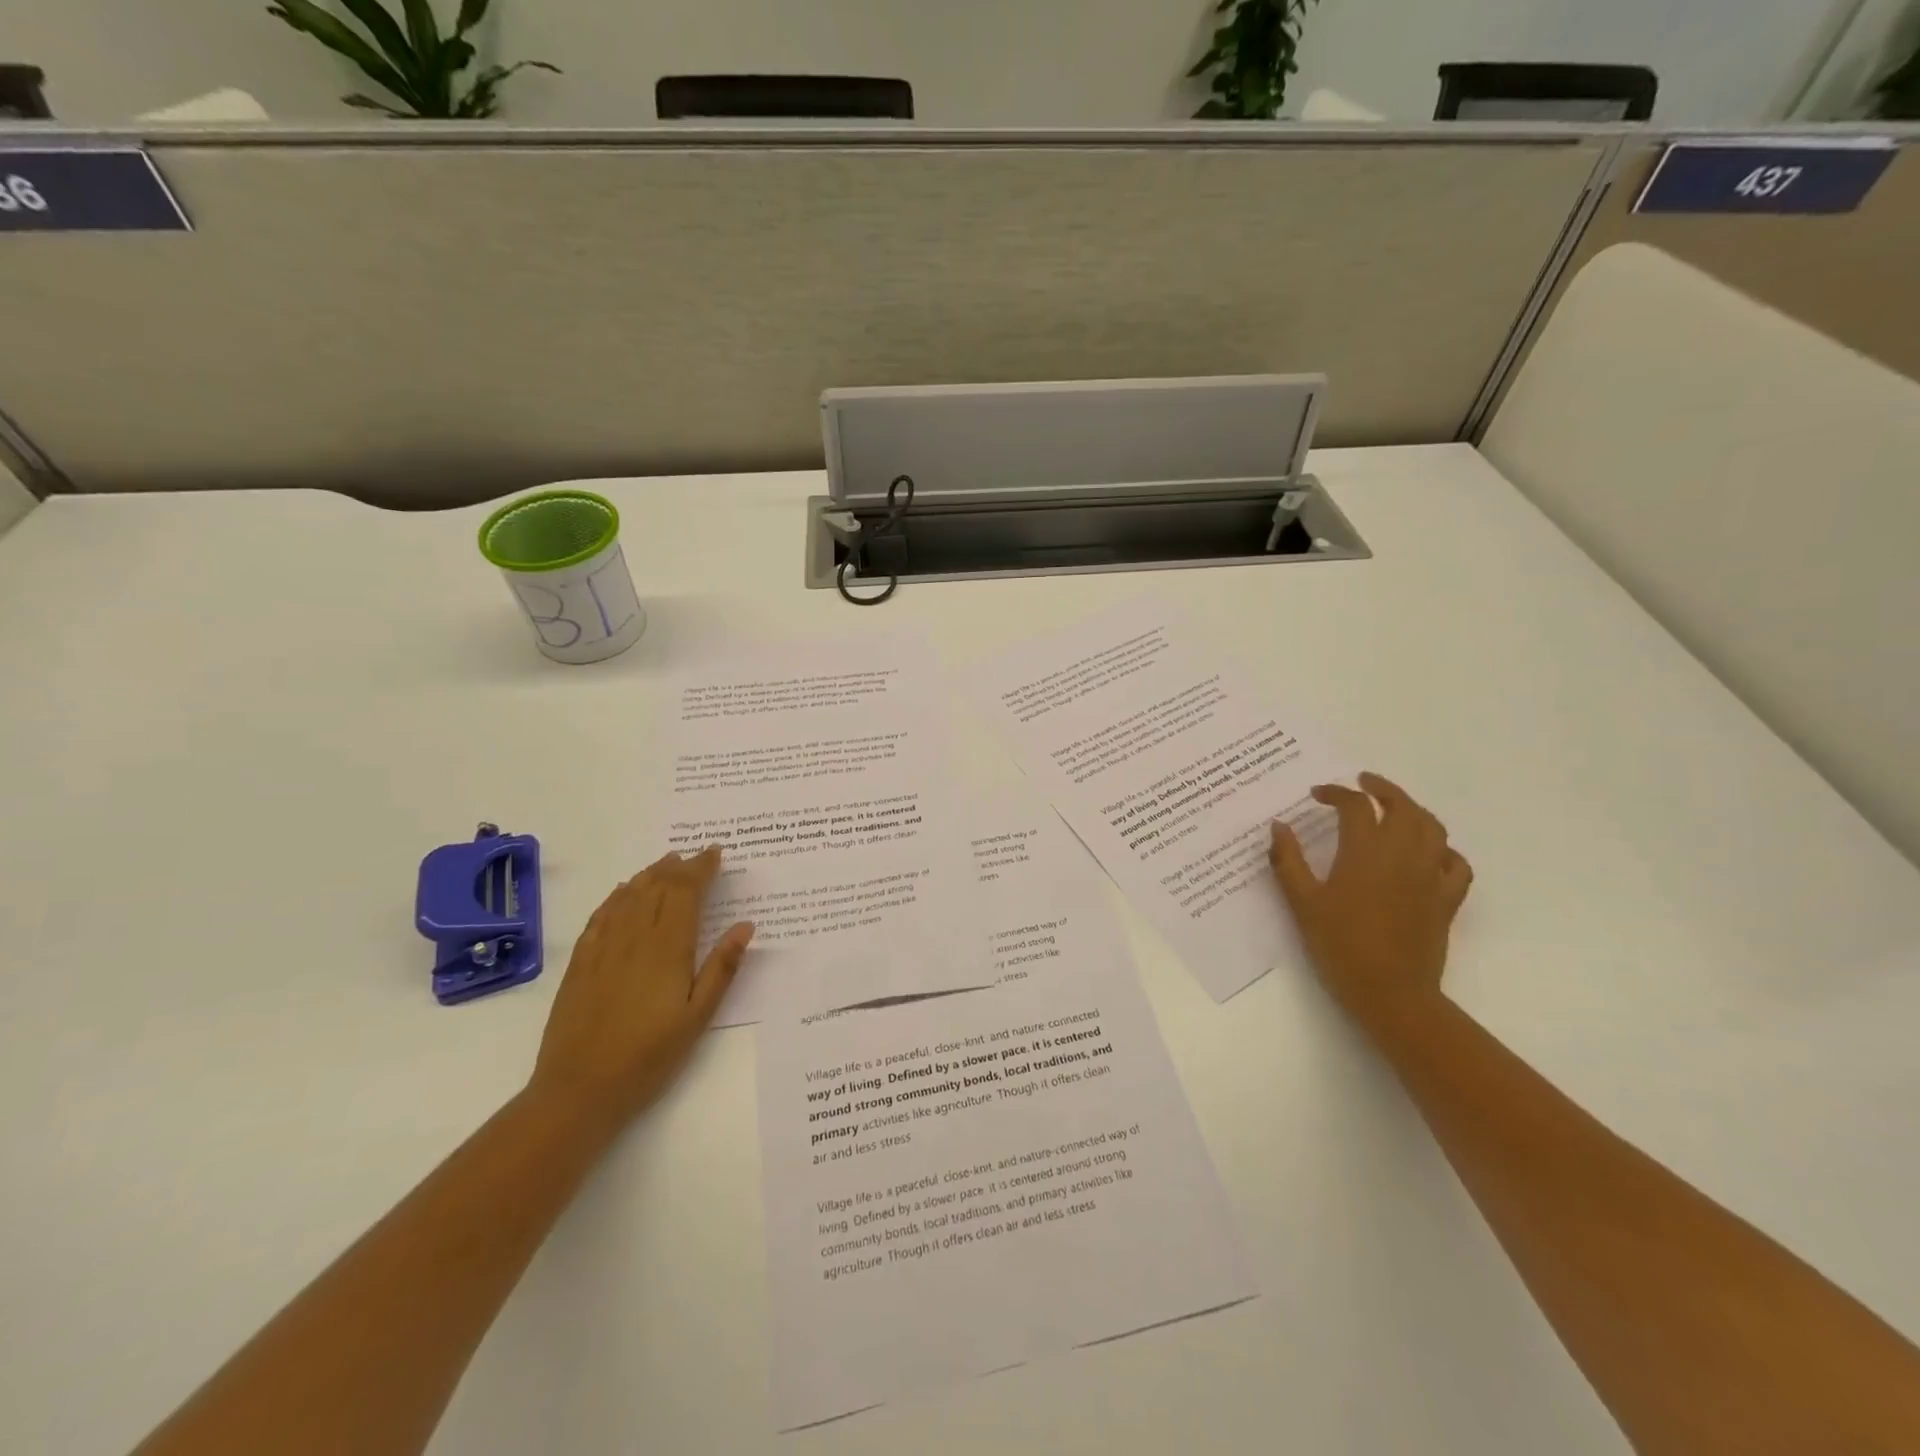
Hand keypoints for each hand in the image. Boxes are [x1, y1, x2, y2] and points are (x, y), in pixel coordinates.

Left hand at [529, 846, 753, 1129]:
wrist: (579, 1089)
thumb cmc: (649, 1055)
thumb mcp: (698, 1016)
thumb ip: (722, 967)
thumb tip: (746, 925)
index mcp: (668, 947)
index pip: (685, 892)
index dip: (701, 868)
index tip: (716, 853)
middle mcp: (634, 937)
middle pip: (657, 887)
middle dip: (678, 866)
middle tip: (695, 855)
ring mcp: (603, 948)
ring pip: (628, 895)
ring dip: (649, 874)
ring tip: (665, 863)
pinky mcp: (581, 963)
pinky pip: (601, 915)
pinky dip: (617, 896)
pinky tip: (622, 892)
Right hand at [1269, 772, 1471, 1032]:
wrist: (1390, 993)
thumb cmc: (1339, 946)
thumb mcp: (1302, 903)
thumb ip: (1288, 861)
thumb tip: (1278, 826)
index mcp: (1364, 853)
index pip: (1355, 806)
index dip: (1336, 793)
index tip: (1317, 795)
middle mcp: (1403, 856)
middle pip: (1402, 806)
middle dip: (1381, 788)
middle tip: (1362, 783)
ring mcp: (1430, 877)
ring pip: (1432, 828)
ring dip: (1413, 810)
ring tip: (1395, 808)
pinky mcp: (1447, 900)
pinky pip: (1456, 864)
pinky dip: (1444, 849)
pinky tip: (1430, 852)